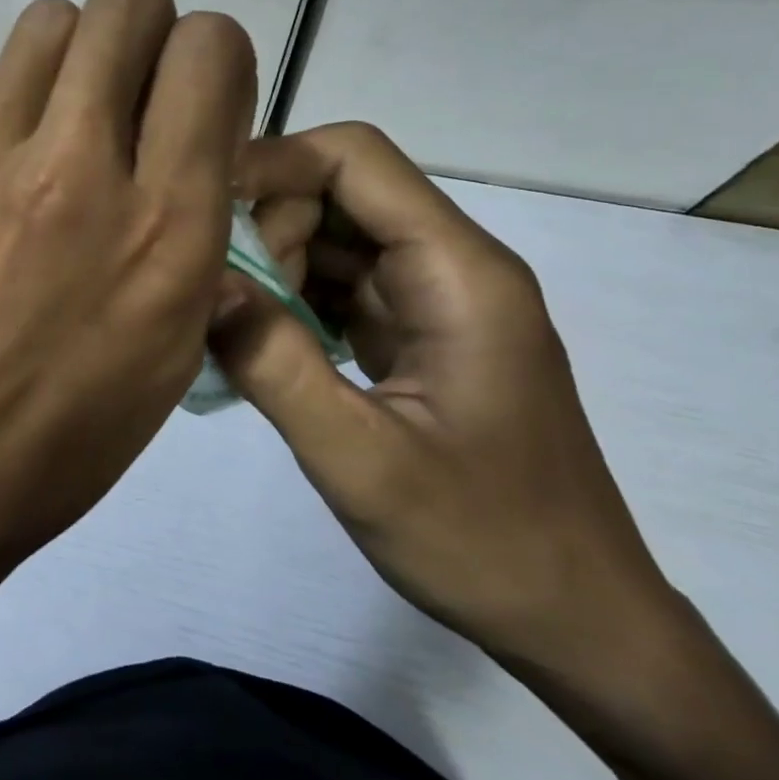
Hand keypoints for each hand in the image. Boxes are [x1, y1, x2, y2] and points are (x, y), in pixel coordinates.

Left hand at [0, 0, 256, 608]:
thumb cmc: (61, 436)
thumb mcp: (171, 347)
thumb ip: (194, 225)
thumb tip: (186, 143)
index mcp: (164, 225)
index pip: (210, 49)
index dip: (212, 56)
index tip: (194, 97)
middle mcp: (76, 167)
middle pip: (125, 3)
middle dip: (144, 29)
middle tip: (129, 88)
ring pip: (45, 27)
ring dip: (70, 60)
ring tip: (56, 124)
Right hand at [211, 122, 679, 684]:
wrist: (576, 620)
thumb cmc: (482, 543)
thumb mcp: (360, 460)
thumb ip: (275, 364)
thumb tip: (202, 282)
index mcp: (458, 274)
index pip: (355, 159)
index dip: (273, 163)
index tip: (205, 213)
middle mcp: (452, 267)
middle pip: (338, 190)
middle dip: (267, 223)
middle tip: (225, 297)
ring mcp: (436, 301)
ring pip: (333, 236)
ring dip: (273, 263)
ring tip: (236, 326)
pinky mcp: (418, 334)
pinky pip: (340, 284)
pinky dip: (290, 298)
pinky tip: (260, 343)